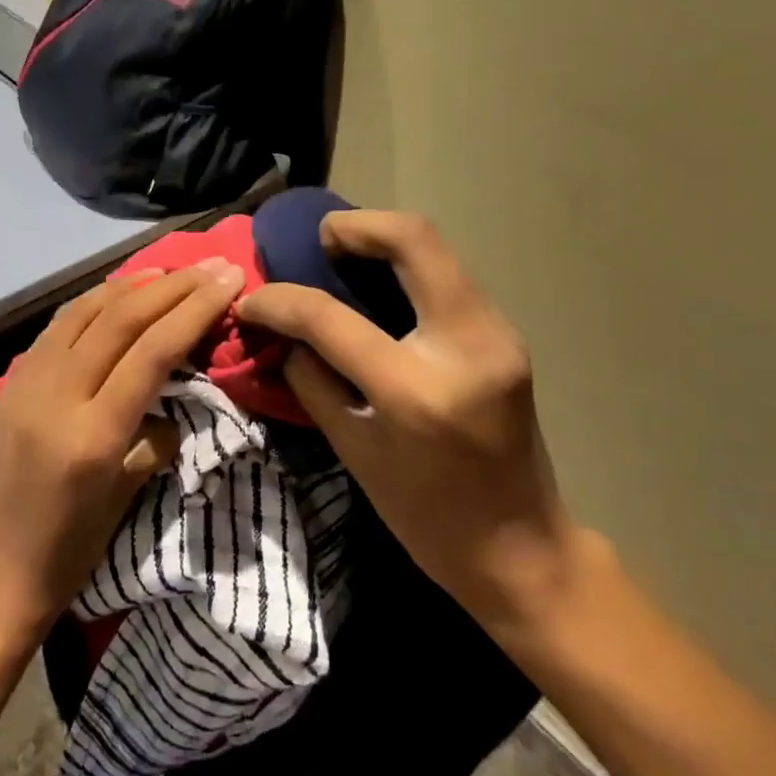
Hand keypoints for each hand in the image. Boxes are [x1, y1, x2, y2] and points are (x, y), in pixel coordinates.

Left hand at [0, 260, 247, 645]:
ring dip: (131, 285)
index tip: (230, 280)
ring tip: (169, 272)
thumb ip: (155, 438)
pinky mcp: (9, 385)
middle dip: (173, 286)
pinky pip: (56, 329)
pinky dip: (93, 304)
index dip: (195, 308)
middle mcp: (56, 396)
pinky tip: (115, 297)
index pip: (153, 350)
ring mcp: (25, 385)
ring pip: (84, 312)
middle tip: (212, 266)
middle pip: (121, 319)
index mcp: (93, 434)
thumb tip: (172, 399)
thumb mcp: (125, 498)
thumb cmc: (68, 554)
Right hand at [236, 211, 586, 641]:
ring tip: (342, 259)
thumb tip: (283, 333)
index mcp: (414, 390)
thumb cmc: (426, 516)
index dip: (280, 300)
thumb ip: (312, 381)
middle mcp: (465, 345)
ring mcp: (497, 334)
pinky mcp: (506, 335)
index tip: (253, 299)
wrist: (521, 549)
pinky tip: (380, 289)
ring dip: (384, 241)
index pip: (330, 317)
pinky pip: (449, 278)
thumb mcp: (353, 452)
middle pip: (412, 240)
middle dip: (355, 226)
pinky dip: (408, 269)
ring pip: (437, 250)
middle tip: (318, 243)